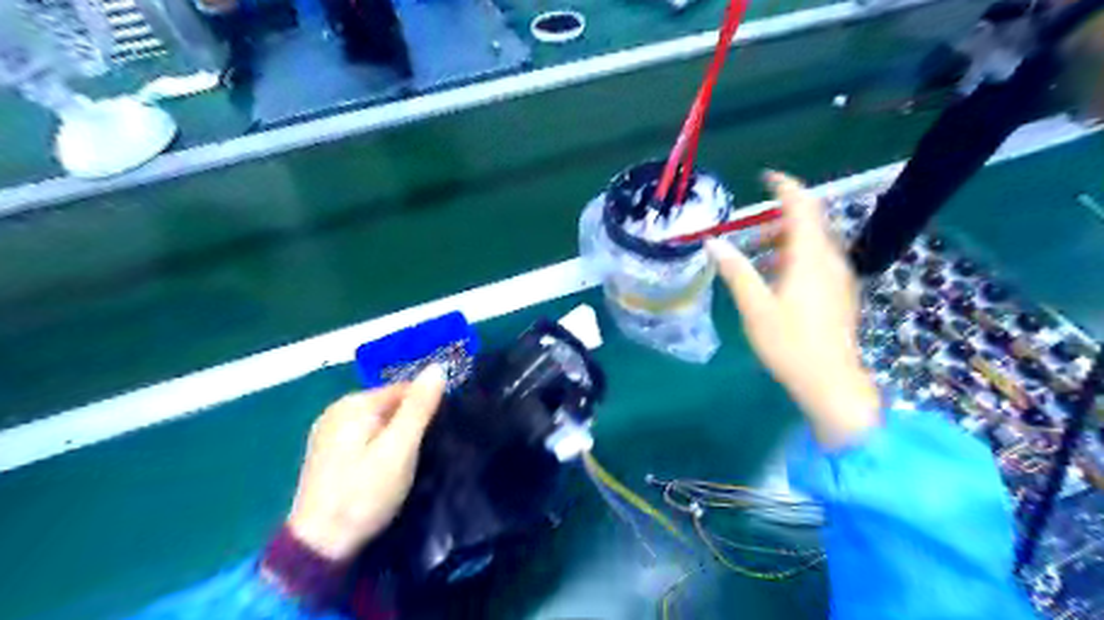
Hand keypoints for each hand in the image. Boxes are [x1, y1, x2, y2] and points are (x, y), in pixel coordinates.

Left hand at [285, 366, 445, 559]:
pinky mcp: (328, 452)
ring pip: (379, 421)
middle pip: (390, 404)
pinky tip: (386, 468)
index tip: (440, 433)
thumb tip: (438, 366)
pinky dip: (381, 445)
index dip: (426, 407)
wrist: (318, 546)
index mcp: (354, 403)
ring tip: (410, 461)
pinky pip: (365, 436)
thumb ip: (419, 407)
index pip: (404, 389)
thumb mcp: (399, 449)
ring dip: (398, 435)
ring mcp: (329, 431)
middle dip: (411, 421)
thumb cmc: (364, 494)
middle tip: (426, 452)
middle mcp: (337, 409)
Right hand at [713, 172, 886, 448]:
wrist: (831, 383)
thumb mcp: (755, 307)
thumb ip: (736, 271)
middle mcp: (831, 260)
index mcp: (810, 257)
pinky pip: (817, 262)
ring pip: (813, 244)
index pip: (803, 207)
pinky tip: (774, 281)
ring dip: (784, 241)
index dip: (785, 187)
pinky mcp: (840, 294)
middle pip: (810, 223)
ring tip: (754, 257)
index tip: (766, 177)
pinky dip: (794, 259)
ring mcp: (840, 278)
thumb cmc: (790, 343)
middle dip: (779, 219)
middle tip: (748, 230)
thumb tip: (714, 243)